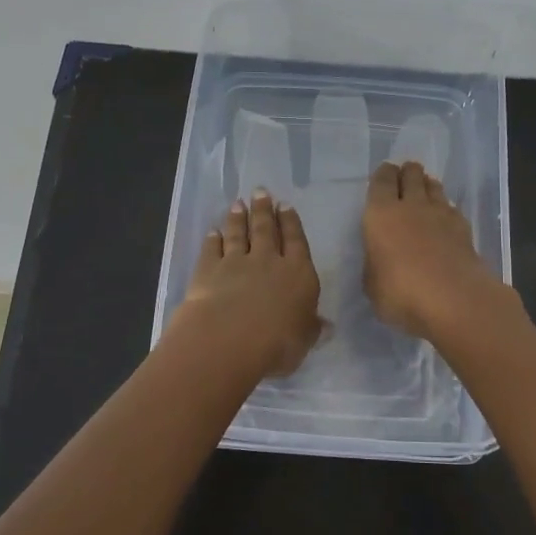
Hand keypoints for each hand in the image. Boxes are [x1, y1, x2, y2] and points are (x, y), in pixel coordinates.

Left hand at [176, 191, 321, 376]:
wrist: (229, 339)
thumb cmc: (277, 343)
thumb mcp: (304, 340)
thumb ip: (313, 328)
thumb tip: (327, 325)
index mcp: (298, 274)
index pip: (296, 241)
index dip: (291, 222)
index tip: (285, 205)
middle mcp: (268, 261)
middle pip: (266, 230)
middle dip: (264, 210)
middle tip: (260, 191)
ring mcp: (236, 262)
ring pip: (238, 234)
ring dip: (238, 218)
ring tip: (238, 204)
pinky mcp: (209, 270)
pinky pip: (212, 249)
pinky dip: (212, 239)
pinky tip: (212, 231)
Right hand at [362, 161, 504, 340]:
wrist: (453, 299)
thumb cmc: (401, 292)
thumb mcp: (372, 285)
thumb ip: (375, 264)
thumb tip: (381, 259)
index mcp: (381, 214)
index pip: (382, 181)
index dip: (383, 175)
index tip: (385, 175)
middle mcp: (411, 205)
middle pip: (411, 174)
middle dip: (407, 173)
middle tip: (405, 178)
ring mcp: (441, 214)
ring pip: (434, 186)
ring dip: (427, 186)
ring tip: (424, 193)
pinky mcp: (464, 227)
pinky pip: (451, 207)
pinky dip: (445, 208)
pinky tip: (444, 219)